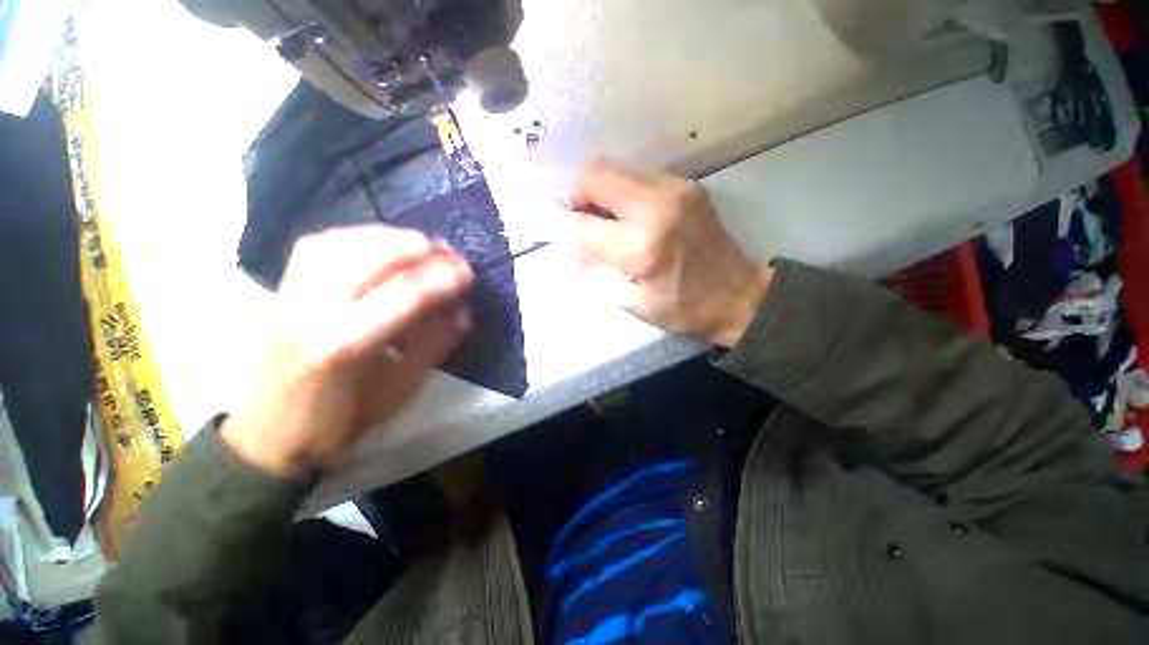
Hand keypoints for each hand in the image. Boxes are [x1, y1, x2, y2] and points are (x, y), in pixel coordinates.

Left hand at [222, 225, 473, 476]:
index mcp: (345, 346)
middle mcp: (312, 310)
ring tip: (423, 246)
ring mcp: (291, 294)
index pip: (405, 295)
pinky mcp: (282, 287)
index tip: (468, 275)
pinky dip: (360, 236)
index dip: (443, 279)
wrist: (271, 431)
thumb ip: (434, 344)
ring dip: (394, 237)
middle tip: (451, 255)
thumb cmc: (342, 419)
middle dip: (422, 249)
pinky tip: (382, 244)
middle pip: (373, 256)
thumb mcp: (401, 388)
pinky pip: (322, 243)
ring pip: (345, 242)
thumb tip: (463, 311)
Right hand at [559, 159, 771, 346]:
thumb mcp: (628, 300)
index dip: (557, 223)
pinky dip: (620, 192)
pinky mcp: (685, 184)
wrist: (736, 295)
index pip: (580, 225)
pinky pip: (636, 175)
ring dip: (597, 191)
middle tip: (577, 219)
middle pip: (594, 174)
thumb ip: (593, 265)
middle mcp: (656, 207)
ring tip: (603, 219)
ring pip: (614, 168)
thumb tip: (566, 238)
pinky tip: (627, 215)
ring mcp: (675, 188)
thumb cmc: (680, 308)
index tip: (549, 226)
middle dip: (575, 194)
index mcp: (641, 248)